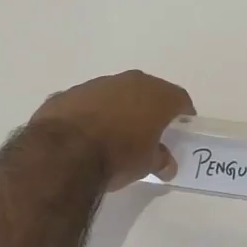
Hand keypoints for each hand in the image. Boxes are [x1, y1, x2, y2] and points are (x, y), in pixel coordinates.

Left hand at [30, 70, 193, 189]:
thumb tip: (167, 163)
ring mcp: (96, 84)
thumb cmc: (117, 156)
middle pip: (147, 91)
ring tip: (114, 132)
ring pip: (115, 93)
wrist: (64, 152)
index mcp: (155, 95)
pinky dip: (90, 113)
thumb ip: (160, 159)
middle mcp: (128, 81)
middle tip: (149, 130)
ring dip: (118, 108)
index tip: (181, 127)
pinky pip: (87, 102)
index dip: (182, 113)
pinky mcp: (68, 94)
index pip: (178, 98)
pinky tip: (85, 134)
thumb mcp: (146, 165)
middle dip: (149, 108)